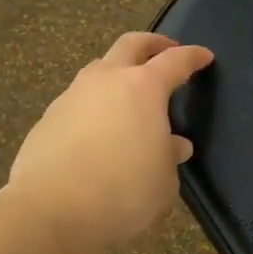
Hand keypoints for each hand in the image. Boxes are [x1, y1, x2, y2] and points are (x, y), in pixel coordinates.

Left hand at [6, 32, 213, 250]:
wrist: (50, 210)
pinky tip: (99, 128)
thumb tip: (173, 144)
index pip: (175, 61)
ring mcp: (72, 96)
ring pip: (99, 68)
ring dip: (118, 72)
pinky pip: (78, 100)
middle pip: (130, 45)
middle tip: (166, 51)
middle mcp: (106, 81)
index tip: (204, 56)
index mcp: (144, 88)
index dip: (192, 56)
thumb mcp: (164, 180)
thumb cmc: (123, 191)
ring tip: (129, 93)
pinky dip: (95, 104)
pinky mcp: (48, 118)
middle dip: (152, 44)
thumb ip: (170, 156)